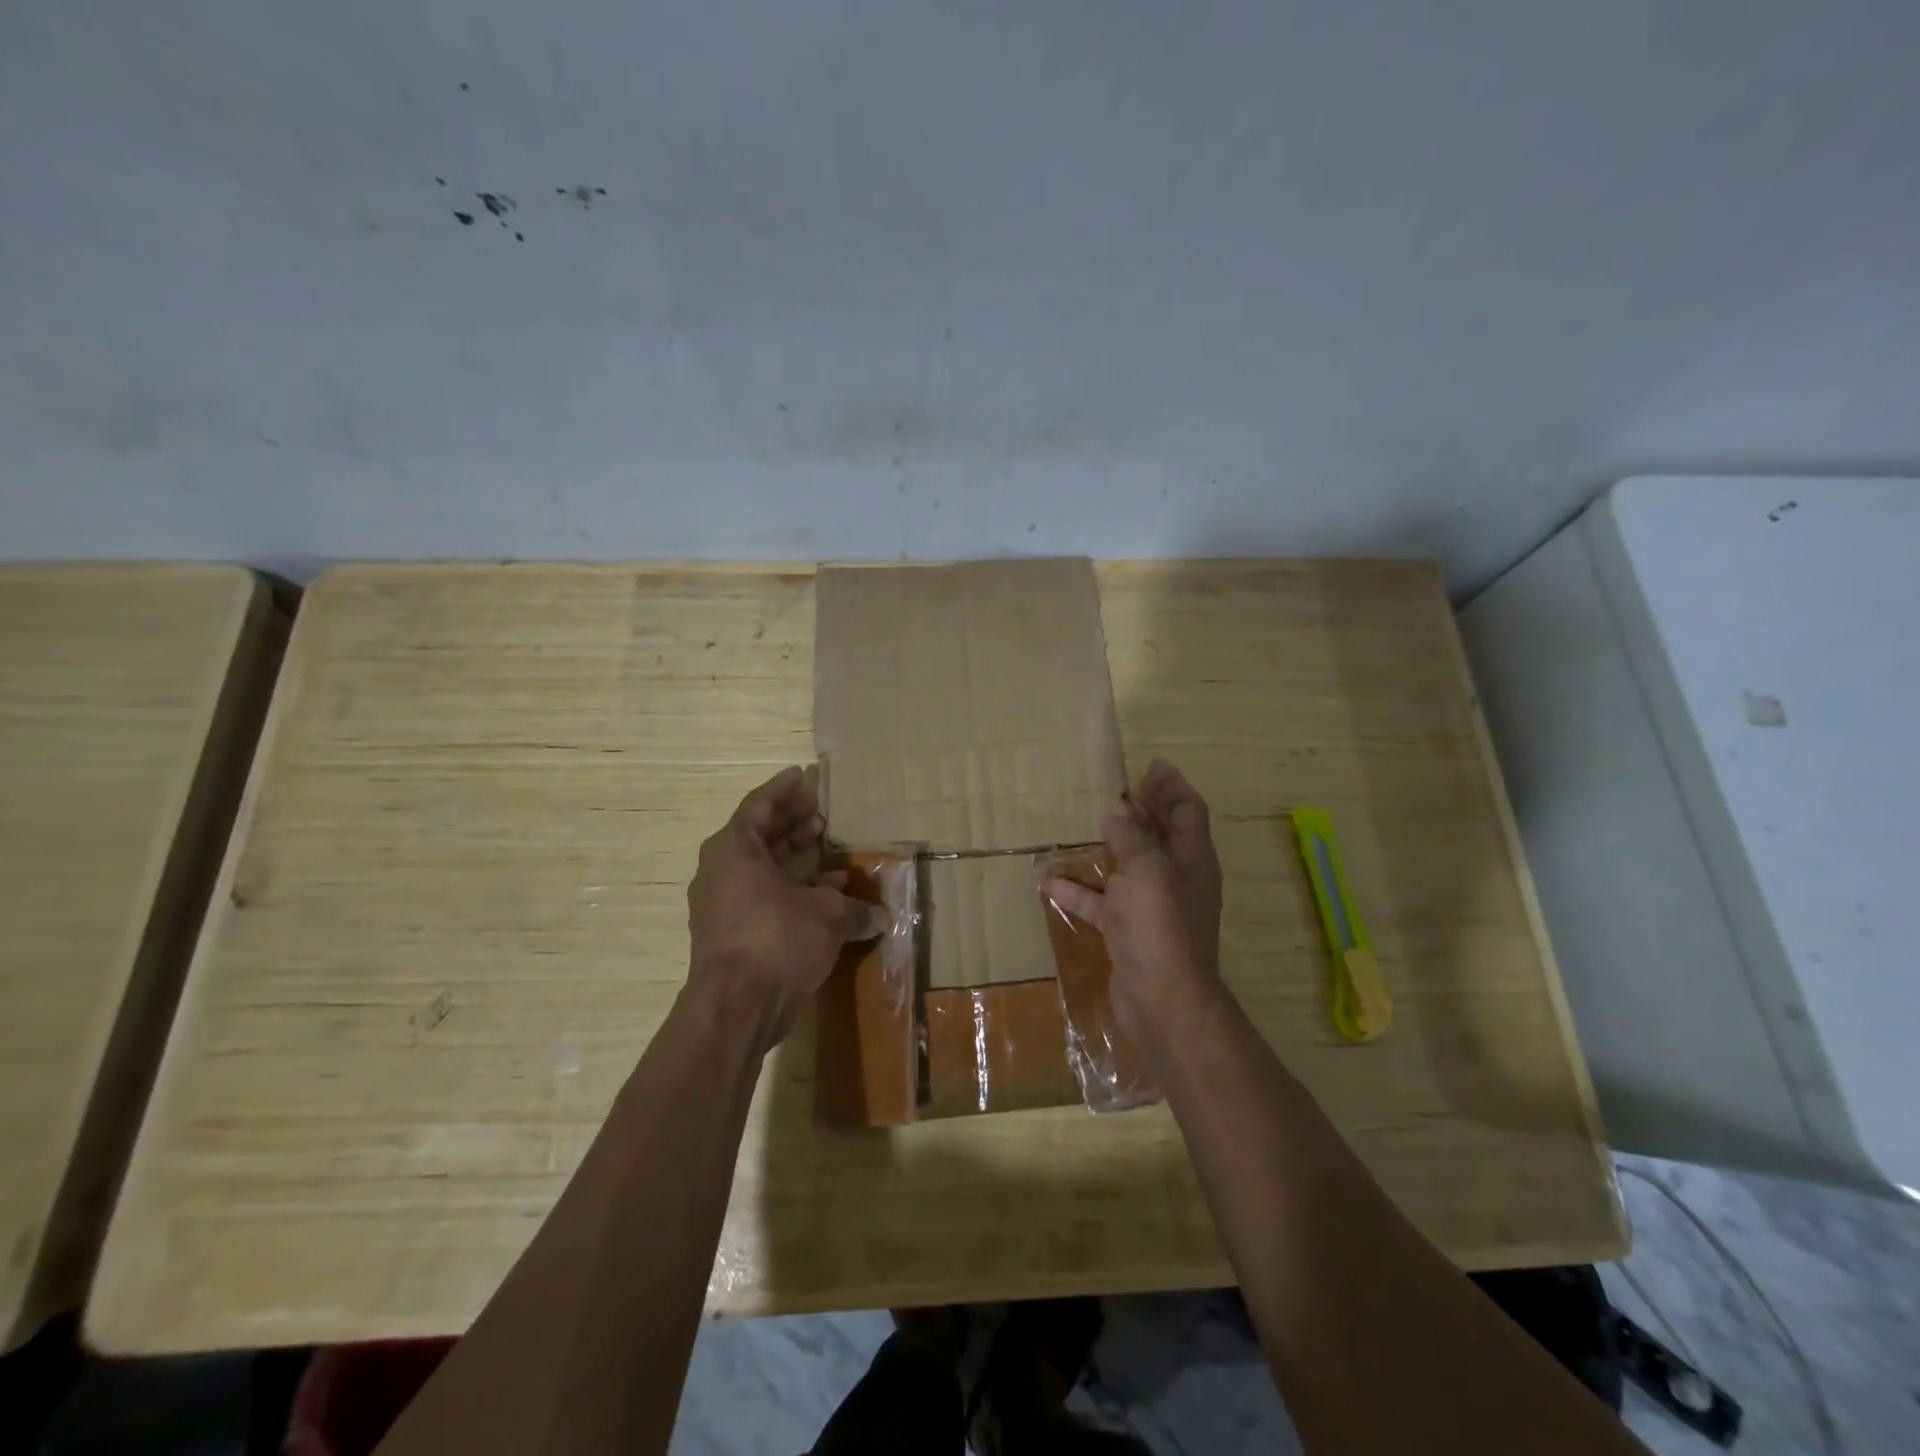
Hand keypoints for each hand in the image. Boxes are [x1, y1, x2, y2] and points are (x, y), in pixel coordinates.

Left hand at [687, 766, 889, 1048]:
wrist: (737, 1006)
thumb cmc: (777, 939)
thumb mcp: (827, 916)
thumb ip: (855, 909)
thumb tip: (881, 915)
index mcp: (735, 849)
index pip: (759, 805)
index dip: (784, 790)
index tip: (802, 776)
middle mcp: (722, 870)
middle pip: (758, 835)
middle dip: (791, 823)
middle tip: (821, 815)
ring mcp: (722, 904)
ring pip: (760, 868)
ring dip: (794, 858)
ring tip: (829, 850)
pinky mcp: (729, 933)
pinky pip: (761, 897)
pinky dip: (790, 890)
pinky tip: (825, 897)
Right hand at [1045, 759, 1223, 1032]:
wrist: (1161, 1001)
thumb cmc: (1161, 928)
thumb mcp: (1148, 872)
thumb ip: (1132, 838)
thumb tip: (1117, 810)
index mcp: (1191, 859)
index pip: (1187, 811)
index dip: (1172, 786)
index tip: (1151, 765)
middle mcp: (1175, 878)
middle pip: (1160, 835)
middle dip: (1141, 810)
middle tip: (1115, 788)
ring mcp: (1151, 907)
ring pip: (1129, 867)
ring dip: (1109, 847)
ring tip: (1083, 825)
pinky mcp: (1127, 931)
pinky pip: (1101, 903)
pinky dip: (1079, 890)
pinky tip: (1050, 881)